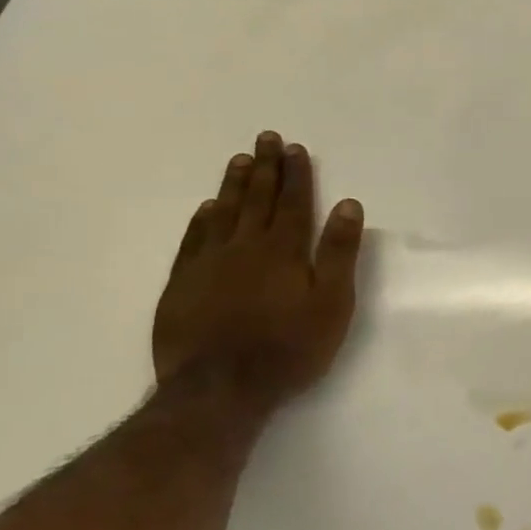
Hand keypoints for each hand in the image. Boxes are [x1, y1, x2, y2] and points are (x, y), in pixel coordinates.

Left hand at [152, 131, 364, 405]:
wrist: (219, 390)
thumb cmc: (288, 348)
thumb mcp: (331, 303)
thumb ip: (338, 253)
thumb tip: (348, 205)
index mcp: (283, 250)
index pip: (292, 202)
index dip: (296, 174)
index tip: (295, 148)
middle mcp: (244, 247)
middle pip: (257, 199)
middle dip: (265, 167)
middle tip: (266, 138)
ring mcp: (208, 265)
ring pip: (223, 213)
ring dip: (233, 185)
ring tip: (239, 160)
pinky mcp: (182, 286)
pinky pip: (193, 241)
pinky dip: (202, 219)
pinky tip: (207, 208)